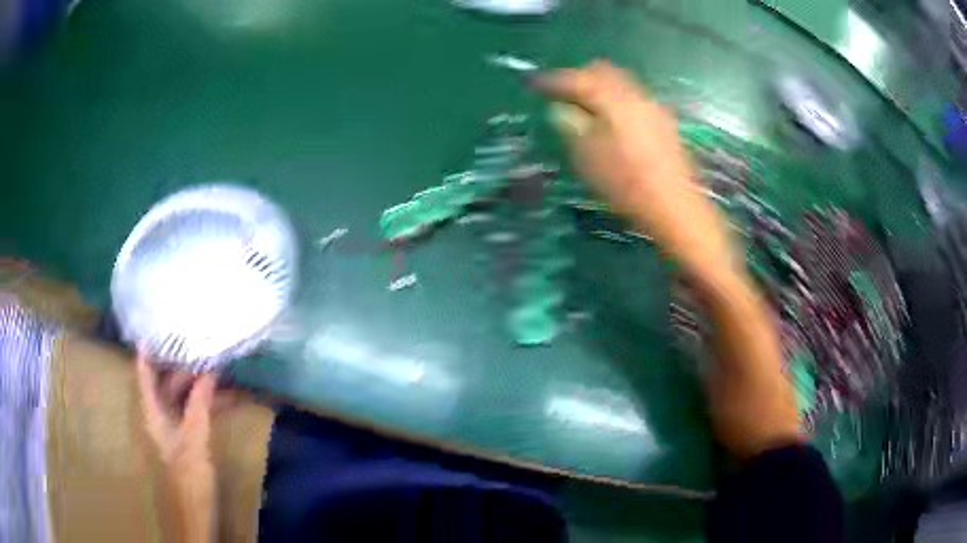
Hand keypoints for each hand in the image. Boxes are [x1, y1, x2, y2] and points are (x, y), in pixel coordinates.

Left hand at [136, 350, 221, 541]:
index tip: (157, 327)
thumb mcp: (194, 441)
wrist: (193, 519)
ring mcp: (174, 430)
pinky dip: (209, 406)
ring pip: (184, 399)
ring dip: (202, 387)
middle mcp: (159, 417)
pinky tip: (229, 401)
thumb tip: (208, 372)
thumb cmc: (187, 480)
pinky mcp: (187, 442)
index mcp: (151, 414)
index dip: (147, 351)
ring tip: (224, 371)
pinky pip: (196, 415)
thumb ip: (199, 406)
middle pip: (167, 383)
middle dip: (186, 367)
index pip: (143, 374)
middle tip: (208, 348)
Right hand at [535, 61, 739, 280]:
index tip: (534, 86)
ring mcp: (654, 107)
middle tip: (562, 94)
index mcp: (612, 99)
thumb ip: (571, 126)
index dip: (552, 81)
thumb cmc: (626, 184)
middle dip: (579, 77)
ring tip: (586, 108)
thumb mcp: (587, 157)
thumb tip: (560, 109)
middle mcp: (635, 95)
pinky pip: (635, 98)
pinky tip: (613, 122)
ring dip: (601, 88)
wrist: (675, 207)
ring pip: (622, 83)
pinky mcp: (665, 123)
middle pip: (603, 71)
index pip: (576, 79)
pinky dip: (617, 101)